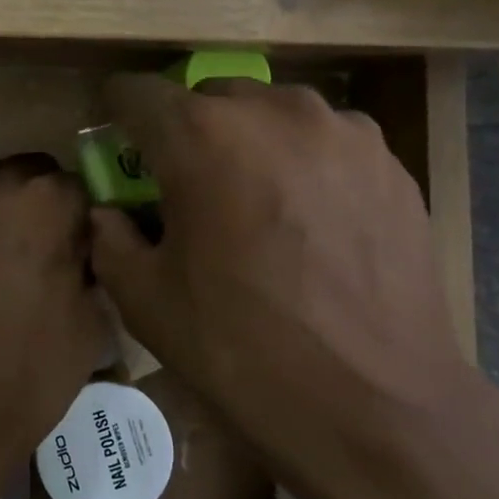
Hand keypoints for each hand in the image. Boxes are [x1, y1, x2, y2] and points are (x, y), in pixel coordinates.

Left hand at [0, 153, 109, 465]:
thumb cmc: (31, 368)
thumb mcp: (92, 319)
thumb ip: (91, 265)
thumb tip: (79, 249)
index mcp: (47, 199)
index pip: (78, 188)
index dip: (83, 222)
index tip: (80, 252)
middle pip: (31, 173)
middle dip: (43, 203)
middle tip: (44, 250)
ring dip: (4, 202)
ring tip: (6, 249)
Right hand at [87, 75, 482, 441]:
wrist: (374, 406)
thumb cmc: (241, 350)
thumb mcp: (145, 299)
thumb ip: (109, 237)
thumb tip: (110, 212)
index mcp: (200, 135)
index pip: (136, 92)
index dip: (116, 114)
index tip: (117, 143)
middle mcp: (272, 109)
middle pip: (208, 97)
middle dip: (188, 132)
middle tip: (190, 187)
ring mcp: (341, 130)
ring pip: (271, 114)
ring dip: (249, 144)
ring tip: (258, 204)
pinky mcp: (389, 161)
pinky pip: (325, 142)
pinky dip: (304, 164)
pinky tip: (313, 223)